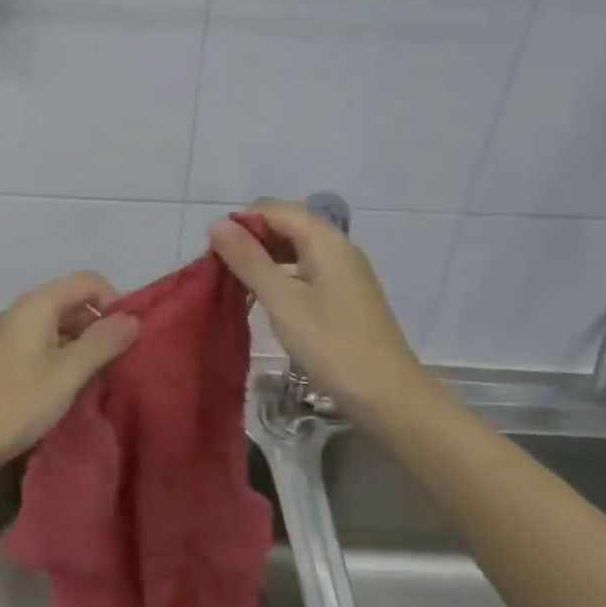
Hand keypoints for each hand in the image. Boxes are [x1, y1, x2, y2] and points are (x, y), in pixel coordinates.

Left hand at [0, 271, 139, 492]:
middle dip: (102, 325)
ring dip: (86, 345)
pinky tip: (77, 388)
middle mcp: (24, 311)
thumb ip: (102, 342)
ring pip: (62, 326)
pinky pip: (47, 346)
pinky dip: (67, 359)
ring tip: (104, 378)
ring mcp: (13, 336)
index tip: (128, 338)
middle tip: (122, 362)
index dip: (114, 302)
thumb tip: (133, 319)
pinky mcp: (9, 360)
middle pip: (74, 301)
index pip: (88, 281)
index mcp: (37, 304)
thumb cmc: (16, 403)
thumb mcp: (67, 373)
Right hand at [208, 200, 425, 411]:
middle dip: (250, 240)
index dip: (240, 225)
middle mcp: (336, 245)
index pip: (271, 209)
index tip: (215, 256)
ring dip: (263, 258)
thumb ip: (248, 259)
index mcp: (324, 239)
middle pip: (284, 224)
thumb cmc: (333, 346)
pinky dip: (281, 274)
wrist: (390, 397)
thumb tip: (216, 223)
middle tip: (224, 272)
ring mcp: (343, 269)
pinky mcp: (344, 292)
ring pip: (293, 246)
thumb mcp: (282, 301)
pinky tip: (266, 298)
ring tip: (239, 285)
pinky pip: (305, 267)